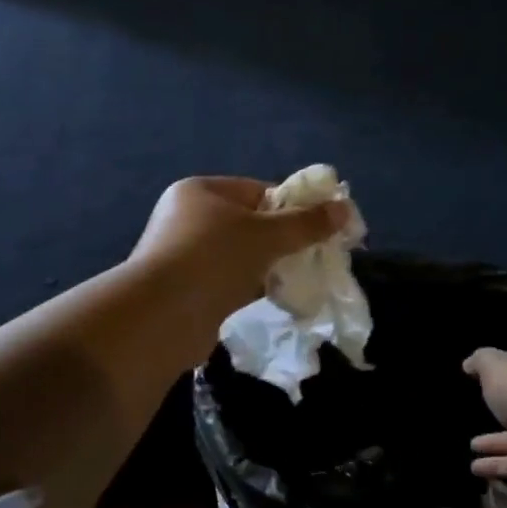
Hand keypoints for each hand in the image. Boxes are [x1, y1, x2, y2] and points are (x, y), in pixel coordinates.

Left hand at [130, 177, 349, 318]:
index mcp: (200, 191)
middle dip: (282, 240)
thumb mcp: (267, 235)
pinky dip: (251, 287)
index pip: (256, 190)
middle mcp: (186, 218)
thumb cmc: (214, 258)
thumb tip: (344, 208)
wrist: (162, 316)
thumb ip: (306, 223)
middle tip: (314, 255)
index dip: (292, 206)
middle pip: (248, 224)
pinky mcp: (186, 289)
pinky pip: (228, 281)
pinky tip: (275, 297)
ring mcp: (183, 255)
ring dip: (268, 266)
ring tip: (299, 279)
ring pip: (239, 255)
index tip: (321, 226)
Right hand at [465, 347, 506, 500]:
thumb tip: (470, 364)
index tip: (483, 376)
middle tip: (477, 410)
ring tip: (471, 446)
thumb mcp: (495, 366)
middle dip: (503, 406)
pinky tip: (476, 469)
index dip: (504, 368)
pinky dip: (497, 465)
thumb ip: (481, 360)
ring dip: (495, 442)